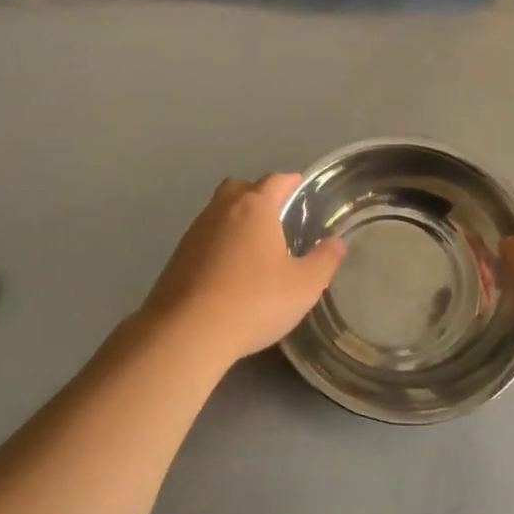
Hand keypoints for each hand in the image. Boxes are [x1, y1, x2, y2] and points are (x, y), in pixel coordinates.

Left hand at [141, 174, 346, 367]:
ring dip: (236, 220)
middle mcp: (221, 210)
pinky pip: (205, 238)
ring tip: (255, 245)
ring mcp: (194, 232)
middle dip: (258, 194)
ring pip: (218, 212)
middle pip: (240, 188)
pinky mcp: (177, 257)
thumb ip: (324, 261)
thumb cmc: (254, 301)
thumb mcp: (304, 286)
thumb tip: (336, 242)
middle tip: (276, 214)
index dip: (290, 181)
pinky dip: (219, 243)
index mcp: (254, 208)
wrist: (187, 332)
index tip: (300, 186)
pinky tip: (230, 270)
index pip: (275, 181)